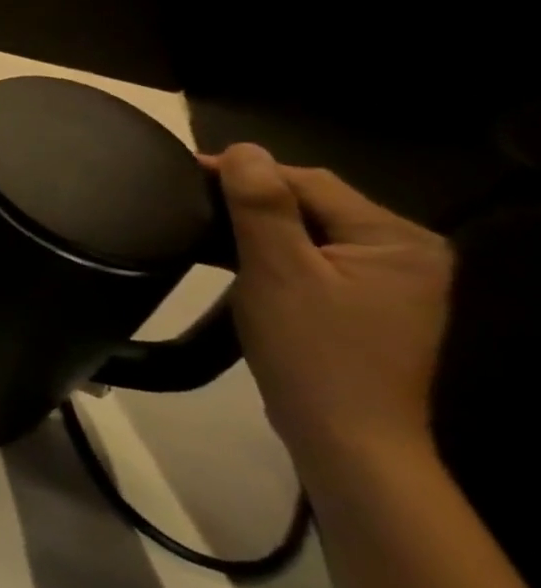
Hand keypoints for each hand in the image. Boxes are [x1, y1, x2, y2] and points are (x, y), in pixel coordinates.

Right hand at [210, 143, 453, 472]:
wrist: (346, 437)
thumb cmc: (312, 350)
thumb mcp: (278, 271)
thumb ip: (262, 206)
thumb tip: (244, 149)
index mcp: (395, 239)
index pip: (310, 182)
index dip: (246, 172)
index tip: (184, 172)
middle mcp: (403, 252)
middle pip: (312, 203)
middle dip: (249, 198)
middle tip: (185, 199)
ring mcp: (386, 280)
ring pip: (306, 231)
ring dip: (254, 225)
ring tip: (198, 224)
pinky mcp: (362, 303)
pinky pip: (310, 258)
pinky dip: (269, 252)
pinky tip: (230, 257)